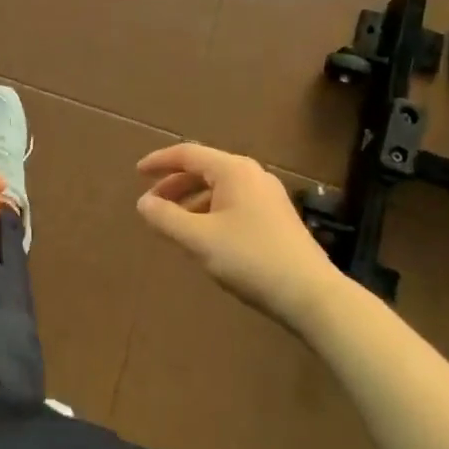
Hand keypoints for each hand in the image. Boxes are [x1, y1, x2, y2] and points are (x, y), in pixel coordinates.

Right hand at [135, 143, 339, 334]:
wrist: (311, 295)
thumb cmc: (250, 259)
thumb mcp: (199, 240)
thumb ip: (166, 218)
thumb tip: (143, 202)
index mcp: (233, 170)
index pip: (188, 154)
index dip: (160, 161)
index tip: (137, 173)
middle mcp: (252, 174)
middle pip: (205, 169)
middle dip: (175, 184)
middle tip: (152, 204)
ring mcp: (268, 195)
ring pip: (220, 188)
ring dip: (192, 201)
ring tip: (174, 224)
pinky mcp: (277, 217)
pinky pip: (234, 203)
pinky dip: (211, 211)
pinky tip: (205, 236)